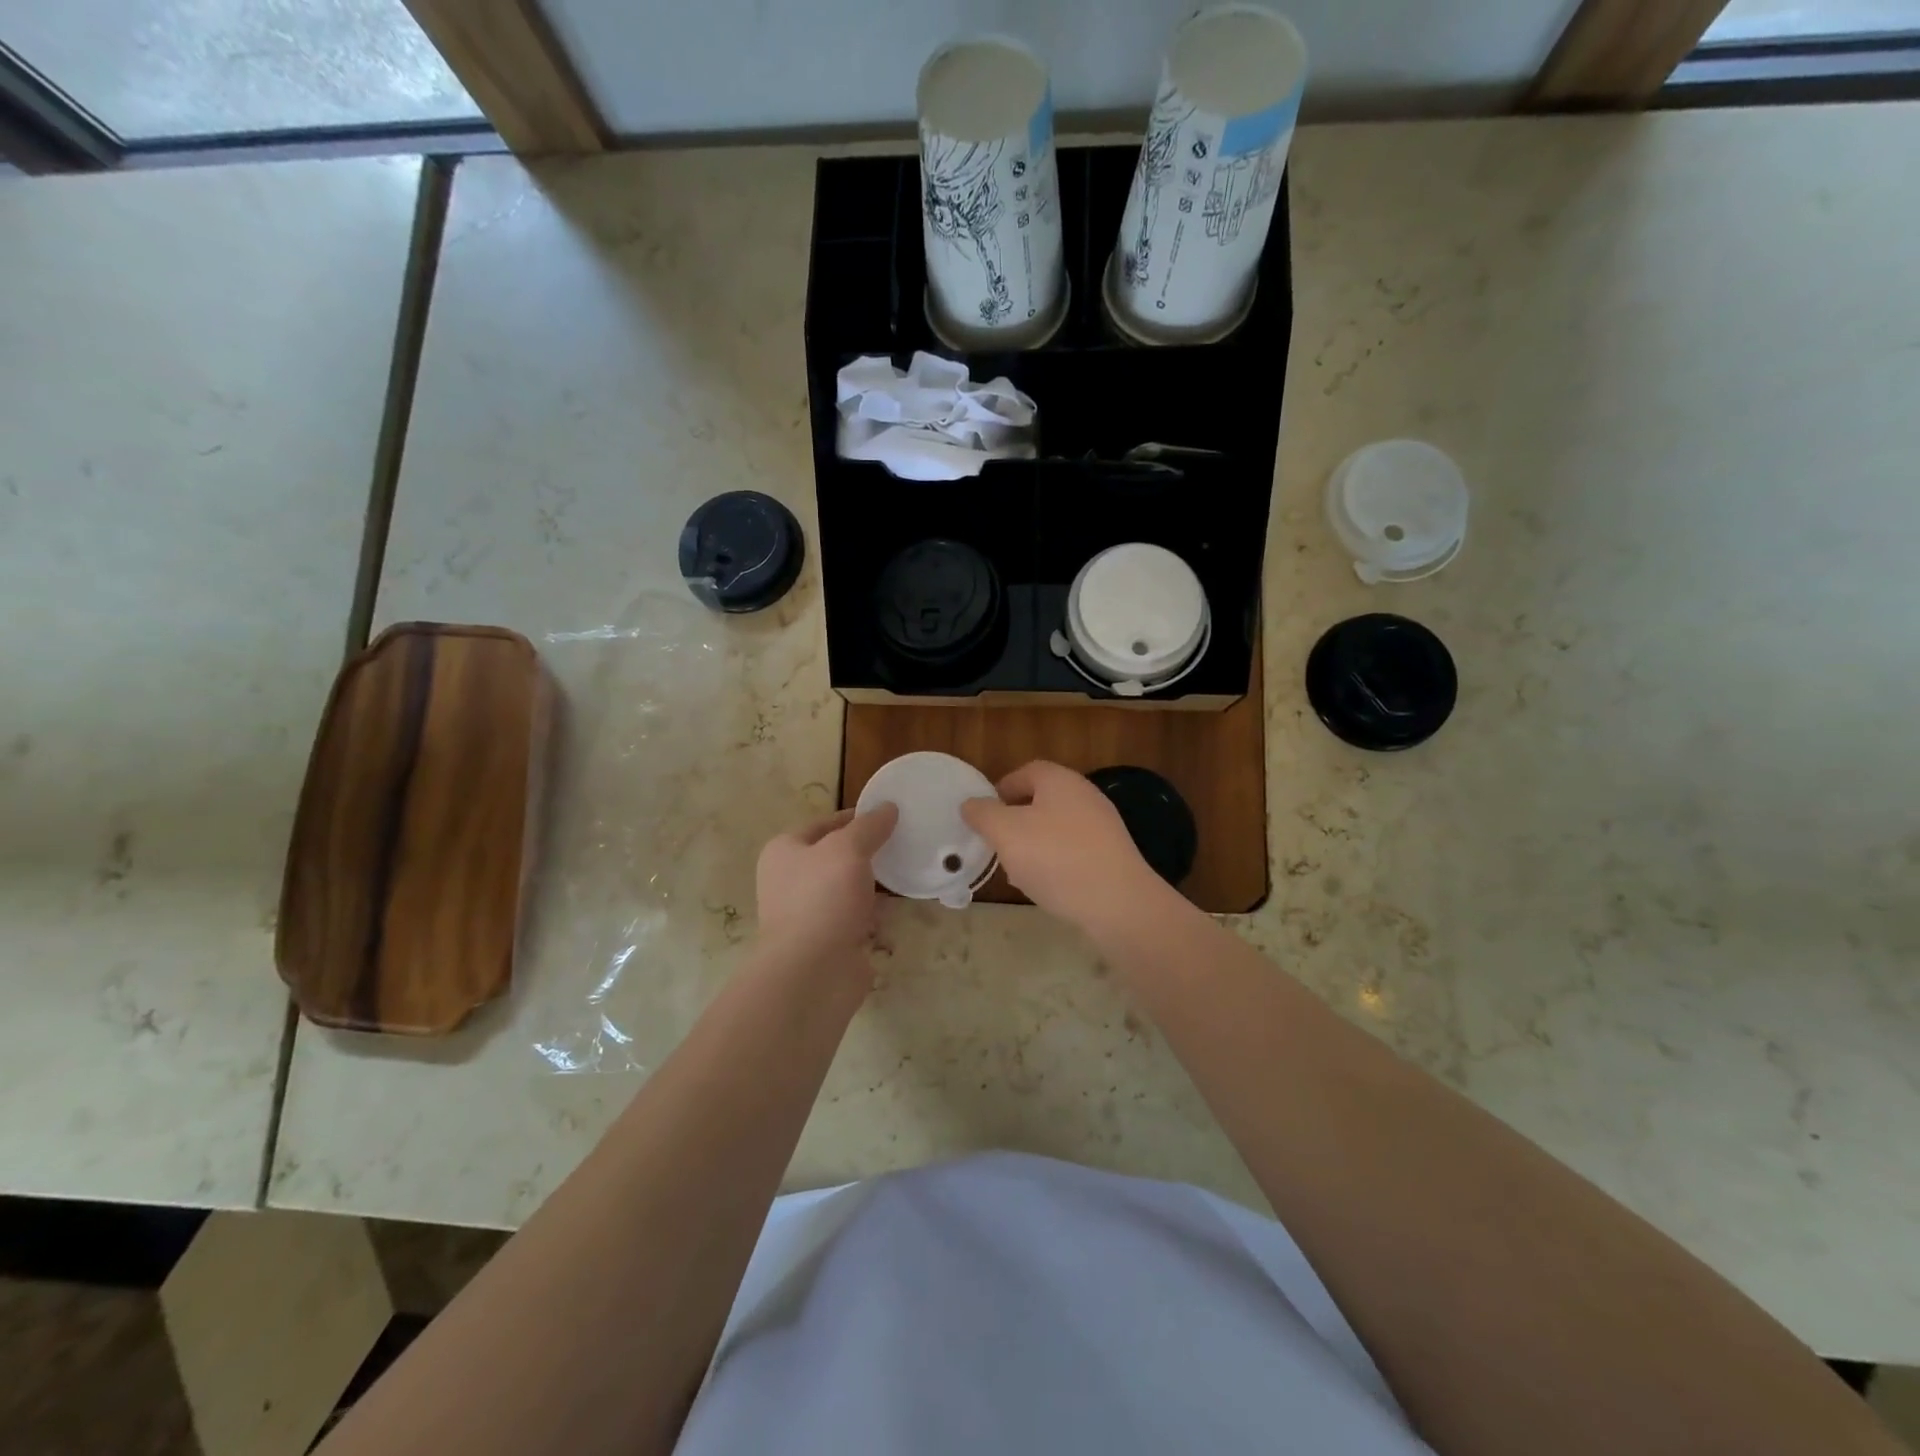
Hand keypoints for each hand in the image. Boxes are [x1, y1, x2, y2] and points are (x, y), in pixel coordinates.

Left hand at [755, 804, 898, 970]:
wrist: (812, 973)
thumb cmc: (822, 899)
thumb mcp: (847, 849)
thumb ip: (869, 826)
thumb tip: (888, 807)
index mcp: (784, 852)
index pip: (824, 824)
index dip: (855, 817)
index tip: (890, 814)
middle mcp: (792, 881)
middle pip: (836, 857)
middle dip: (868, 850)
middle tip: (904, 840)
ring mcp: (811, 913)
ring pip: (849, 888)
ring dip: (874, 882)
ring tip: (908, 868)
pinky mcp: (830, 941)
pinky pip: (858, 917)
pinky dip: (877, 912)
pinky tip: (901, 904)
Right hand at [960, 761, 1166, 932]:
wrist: (1118, 903)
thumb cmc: (1056, 858)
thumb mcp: (1006, 833)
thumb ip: (983, 814)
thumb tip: (970, 804)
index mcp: (1060, 781)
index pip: (1026, 772)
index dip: (1001, 789)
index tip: (984, 815)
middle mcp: (1085, 796)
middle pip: (1041, 800)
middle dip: (1015, 821)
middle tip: (997, 844)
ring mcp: (1102, 826)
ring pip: (1056, 828)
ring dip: (1033, 845)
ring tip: (1016, 871)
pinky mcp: (1111, 855)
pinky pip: (1073, 851)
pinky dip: (1055, 862)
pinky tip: (1046, 886)